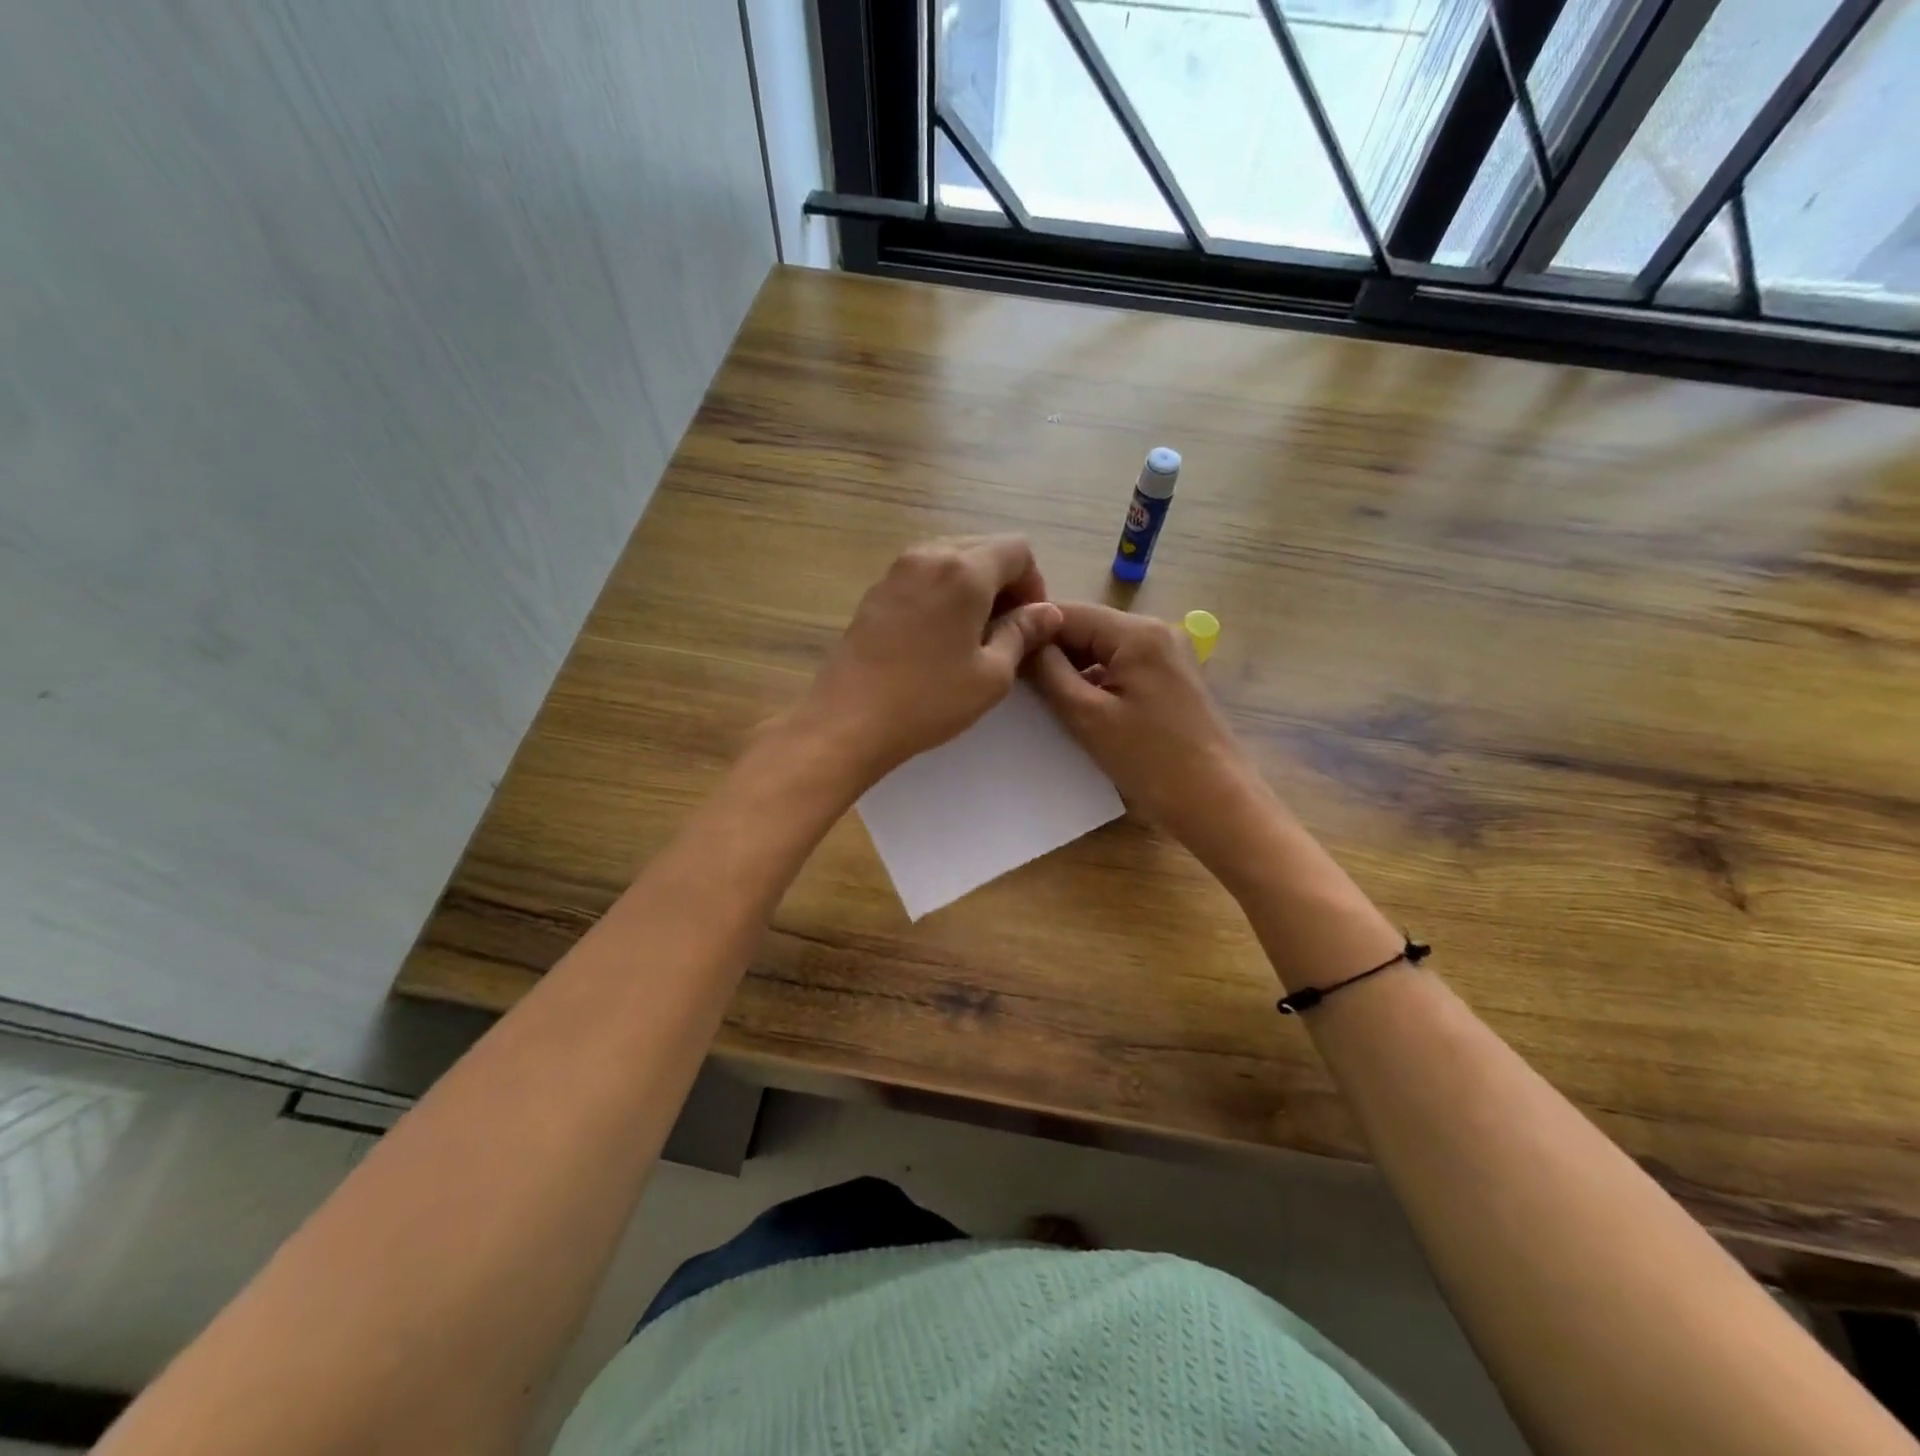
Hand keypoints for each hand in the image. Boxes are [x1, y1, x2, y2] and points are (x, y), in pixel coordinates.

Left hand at [798, 536, 1062, 782]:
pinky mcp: (876, 591)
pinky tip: (940, 635)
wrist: (849, 719)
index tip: (1030, 624)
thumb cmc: (928, 700)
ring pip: (951, 559)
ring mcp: (896, 570)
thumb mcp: (991, 674)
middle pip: (983, 548)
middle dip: (1005, 582)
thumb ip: (1022, 633)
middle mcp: (929, 555)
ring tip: (974, 633)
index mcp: (964, 570)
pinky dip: (943, 592)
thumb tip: (1047, 612)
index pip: (1017, 549)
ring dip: (973, 586)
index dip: (1034, 583)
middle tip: (1006, 630)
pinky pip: (924, 575)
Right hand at [1028, 603, 1273, 867]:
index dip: (1030, 629)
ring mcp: (1166, 655)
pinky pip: (1119, 668)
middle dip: (1049, 650)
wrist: (1217, 803)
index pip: (1068, 612)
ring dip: (1069, 668)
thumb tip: (1023, 641)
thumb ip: (1049, 672)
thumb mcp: (1088, 716)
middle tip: (1011, 677)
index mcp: (1137, 632)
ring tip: (1035, 695)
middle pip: (1086, 628)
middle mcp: (1155, 631)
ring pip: (1101, 649)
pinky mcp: (1169, 680)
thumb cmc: (1150, 760)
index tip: (998, 651)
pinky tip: (1072, 706)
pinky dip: (1093, 681)